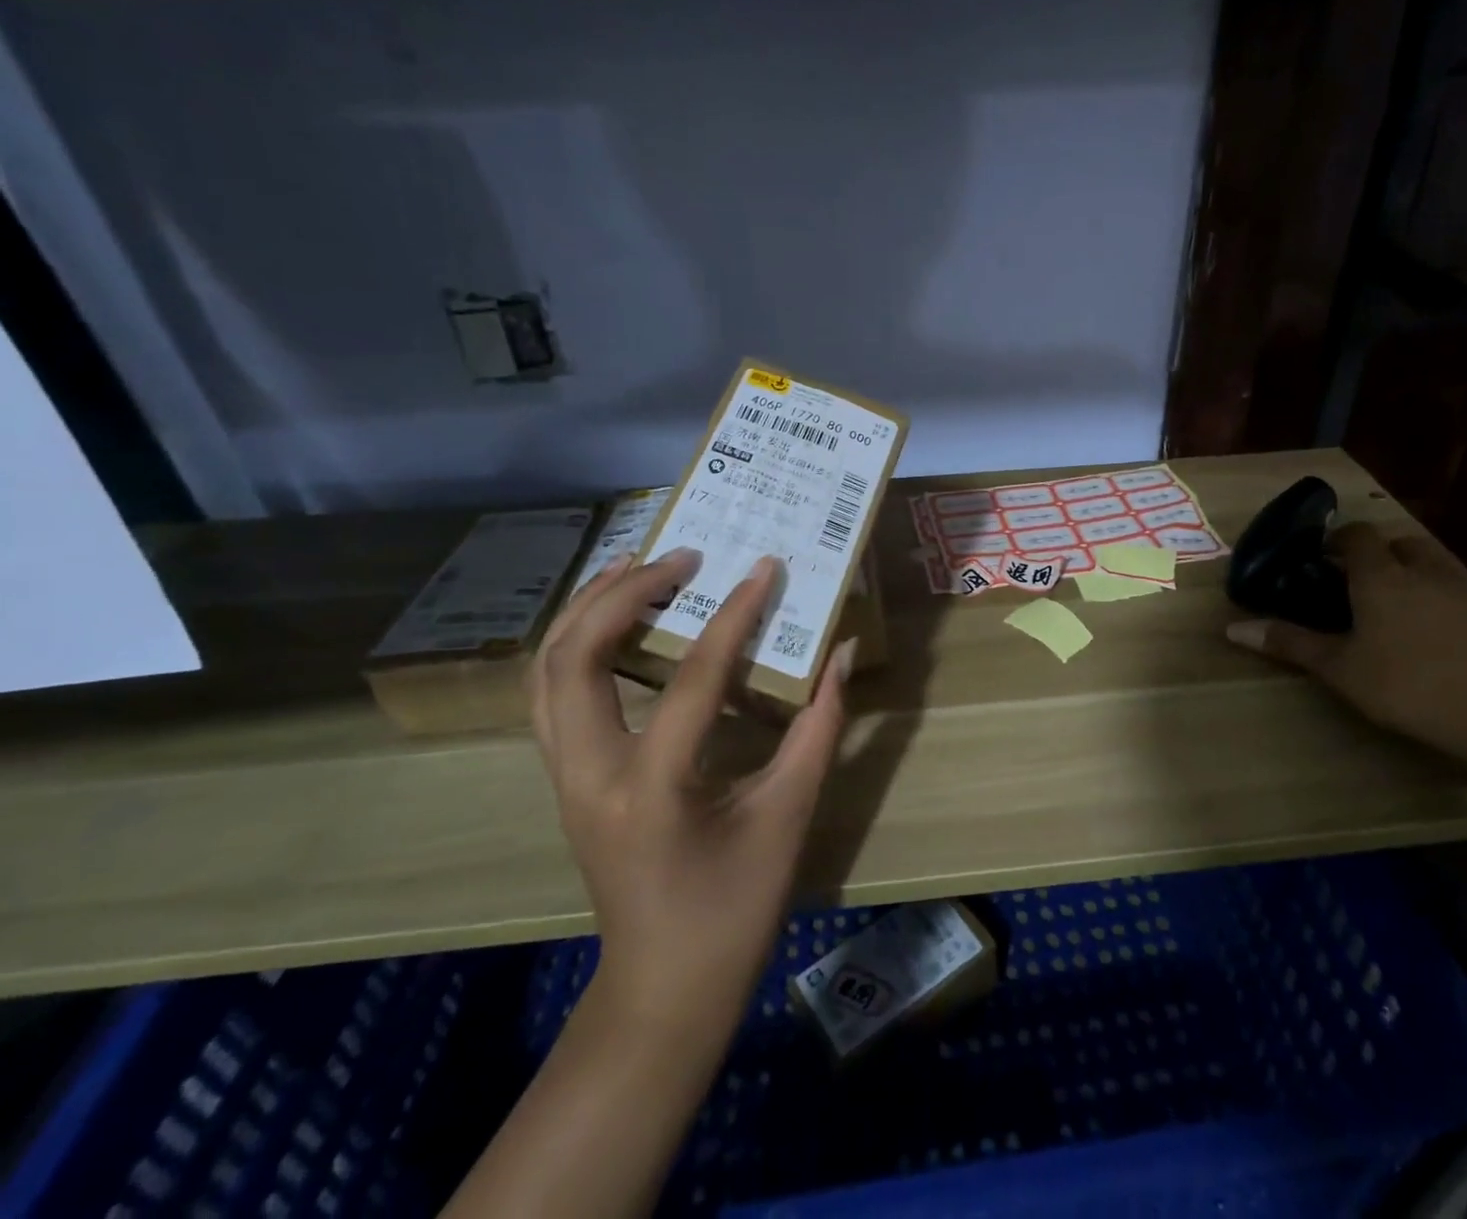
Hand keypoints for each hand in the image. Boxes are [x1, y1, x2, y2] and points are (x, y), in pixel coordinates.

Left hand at [529, 548, 853, 1049]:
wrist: (663, 989)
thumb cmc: (734, 910)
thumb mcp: (788, 817)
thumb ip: (819, 727)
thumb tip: (841, 654)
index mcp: (650, 789)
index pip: (689, 680)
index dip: (732, 617)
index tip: (763, 568)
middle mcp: (589, 775)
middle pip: (576, 658)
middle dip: (624, 594)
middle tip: (681, 557)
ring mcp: (565, 778)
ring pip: (546, 672)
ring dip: (586, 610)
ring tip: (635, 566)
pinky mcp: (566, 780)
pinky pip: (552, 694)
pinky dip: (576, 643)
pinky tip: (614, 622)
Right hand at [1226, 521, 1466, 774]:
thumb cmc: (1410, 686)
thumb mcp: (1340, 669)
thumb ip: (1290, 644)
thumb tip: (1233, 629)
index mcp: (1382, 576)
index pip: (1358, 535)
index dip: (1339, 539)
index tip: (1324, 557)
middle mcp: (1427, 570)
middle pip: (1401, 542)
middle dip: (1380, 554)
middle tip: (1362, 584)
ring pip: (1438, 564)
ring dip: (1417, 574)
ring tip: (1403, 611)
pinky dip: (1450, 601)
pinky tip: (1447, 638)